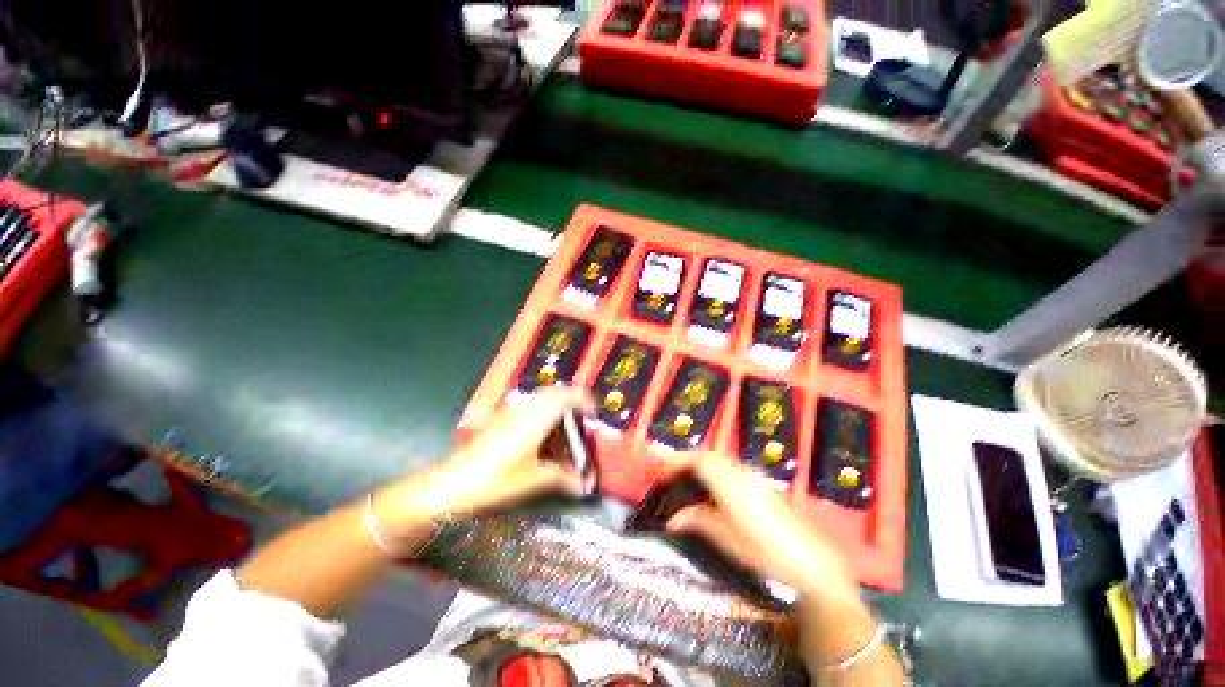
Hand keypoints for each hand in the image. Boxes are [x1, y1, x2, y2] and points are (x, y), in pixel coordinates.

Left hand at [381, 388, 593, 526]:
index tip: (594, 412)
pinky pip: (528, 408)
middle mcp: (524, 409)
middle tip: (581, 421)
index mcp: (535, 418)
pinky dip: (541, 416)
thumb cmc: (494, 480)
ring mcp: (510, 412)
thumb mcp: (532, 479)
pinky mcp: (500, 418)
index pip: (566, 396)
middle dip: (571, 404)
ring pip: (541, 400)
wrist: (450, 484)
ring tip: (562, 432)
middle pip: (555, 394)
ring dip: (556, 410)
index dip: (584, 399)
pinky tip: (540, 437)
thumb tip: (583, 484)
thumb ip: (562, 477)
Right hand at [659, 451, 858, 601]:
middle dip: (687, 459)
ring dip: (701, 463)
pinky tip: (712, 488)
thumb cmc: (765, 550)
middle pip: (709, 455)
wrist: (810, 560)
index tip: (661, 466)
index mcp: (729, 482)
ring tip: (686, 478)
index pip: (699, 459)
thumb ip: (698, 521)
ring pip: (720, 460)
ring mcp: (753, 477)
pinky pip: (731, 468)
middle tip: (670, 472)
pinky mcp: (762, 485)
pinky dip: (715, 470)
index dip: (678, 459)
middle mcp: (740, 472)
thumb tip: (672, 519)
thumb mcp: (727, 538)